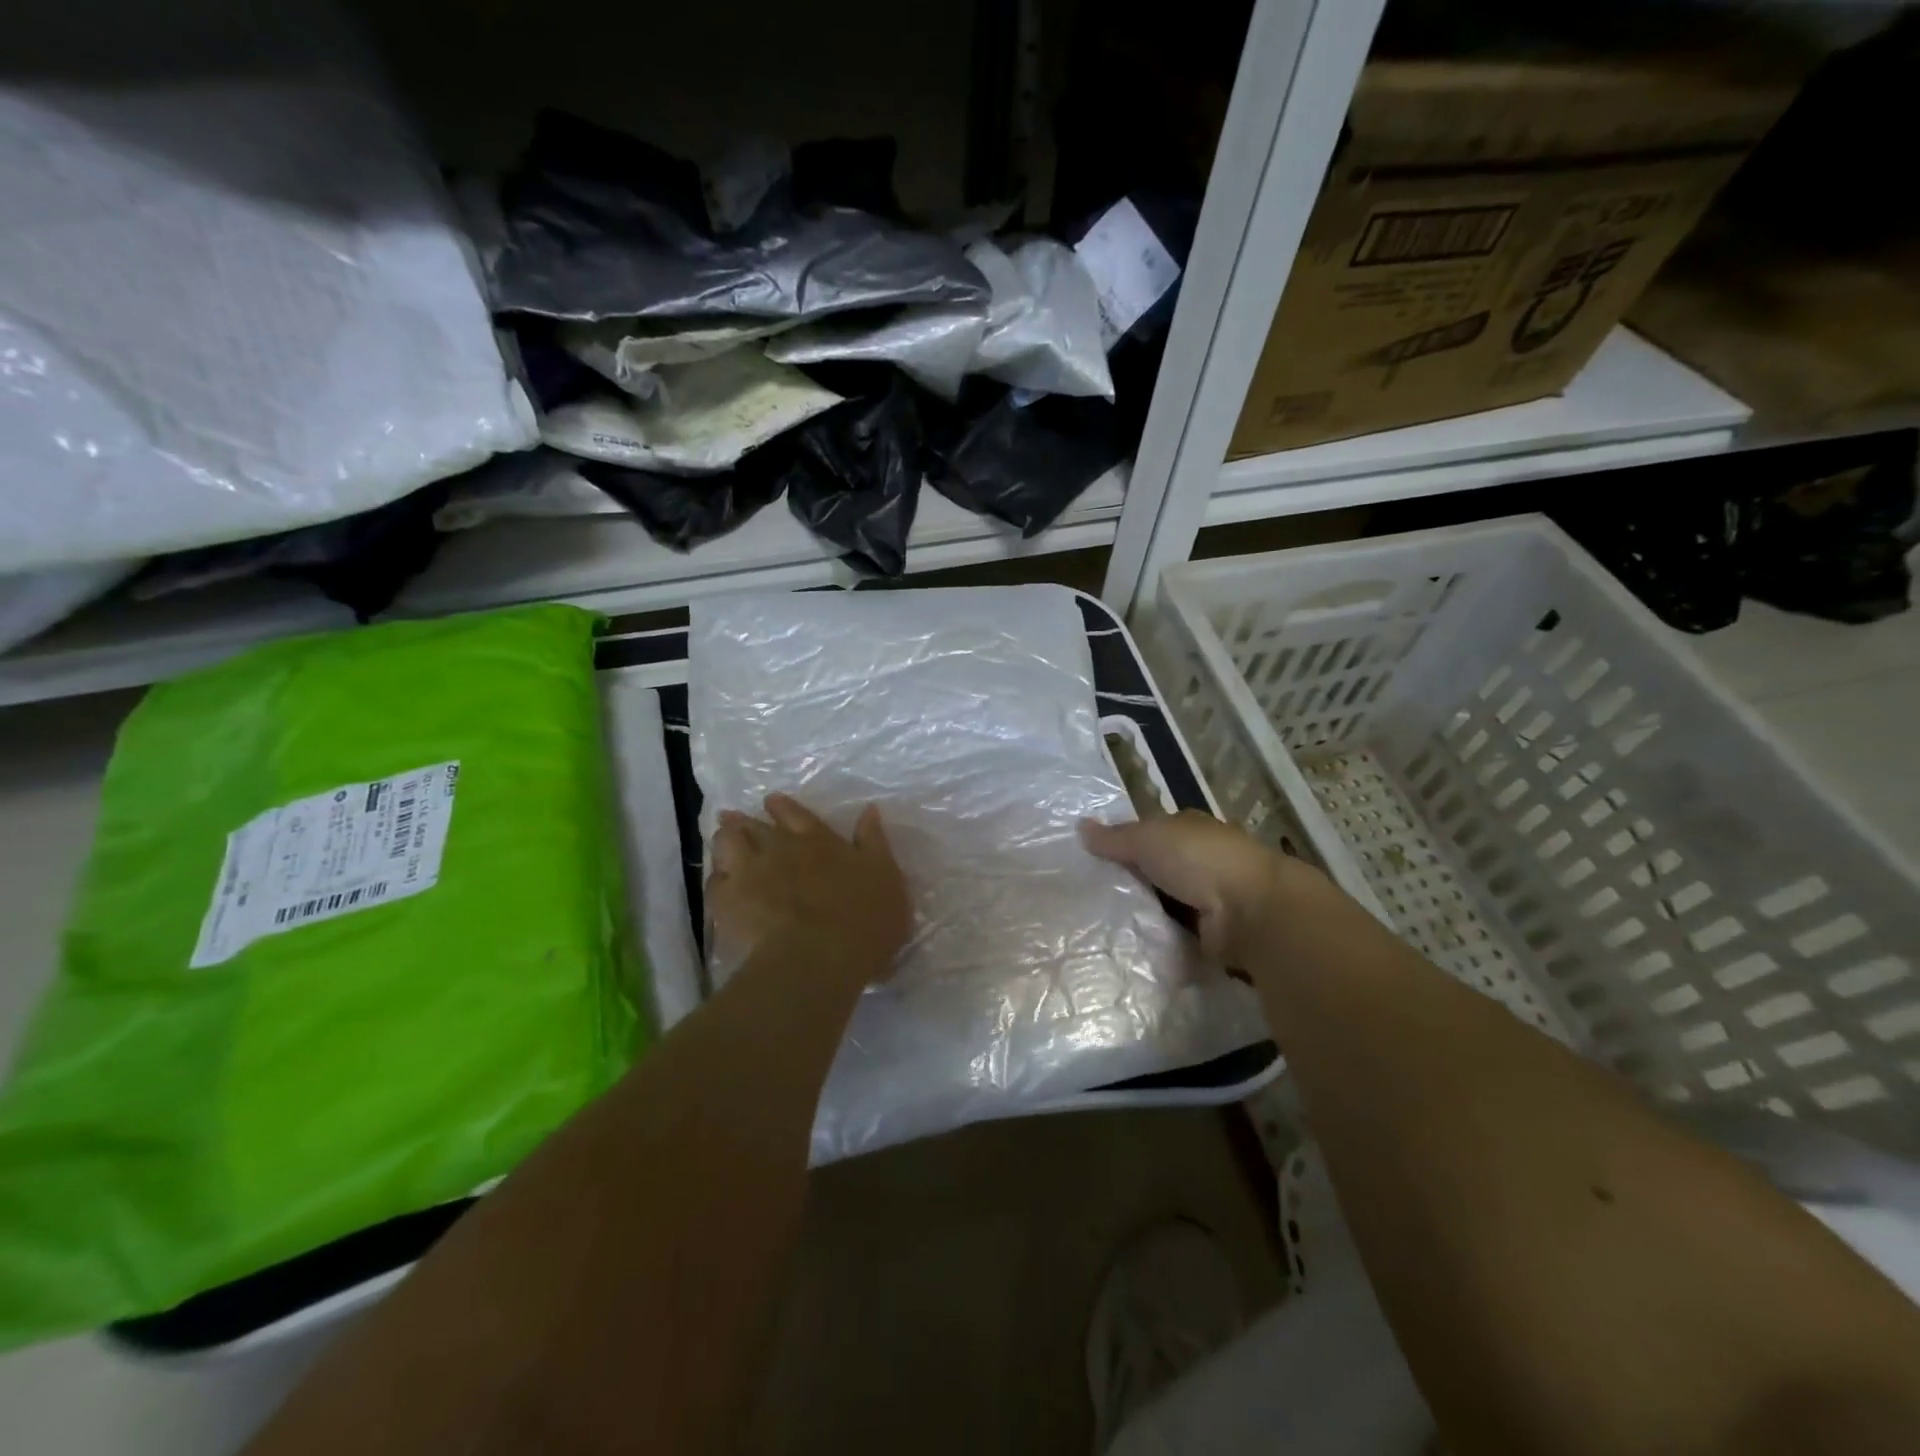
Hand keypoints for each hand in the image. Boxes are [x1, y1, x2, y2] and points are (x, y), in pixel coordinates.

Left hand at [710, 794, 911, 989]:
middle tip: (733, 817)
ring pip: (727, 845)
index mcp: (818, 840)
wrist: (820, 957)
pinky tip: (719, 885)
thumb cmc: (864, 918)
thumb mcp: (885, 875)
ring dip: (724, 841)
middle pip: (754, 826)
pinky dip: (716, 880)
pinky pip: (713, 883)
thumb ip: (873, 842)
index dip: (781, 807)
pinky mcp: (727, 903)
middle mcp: (780, 848)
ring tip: (722, 843)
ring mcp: (750, 873)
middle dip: (743, 820)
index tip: (771, 801)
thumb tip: (869, 810)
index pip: (795, 814)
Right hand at [1080, 811, 1307, 966]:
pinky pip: (1174, 936)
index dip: (1123, 844)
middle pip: (1154, 872)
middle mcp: (1200, 861)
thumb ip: (1114, 837)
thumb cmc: (1199, 860)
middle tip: (1085, 899)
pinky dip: (1157, 942)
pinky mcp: (1211, 935)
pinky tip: (1127, 948)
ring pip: (1162, 906)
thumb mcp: (1147, 839)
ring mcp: (1208, 900)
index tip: (1090, 862)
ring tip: (1098, 928)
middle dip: (1127, 884)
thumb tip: (1080, 827)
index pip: (1149, 834)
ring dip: (1141, 916)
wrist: (1251, 912)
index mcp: (1189, 830)